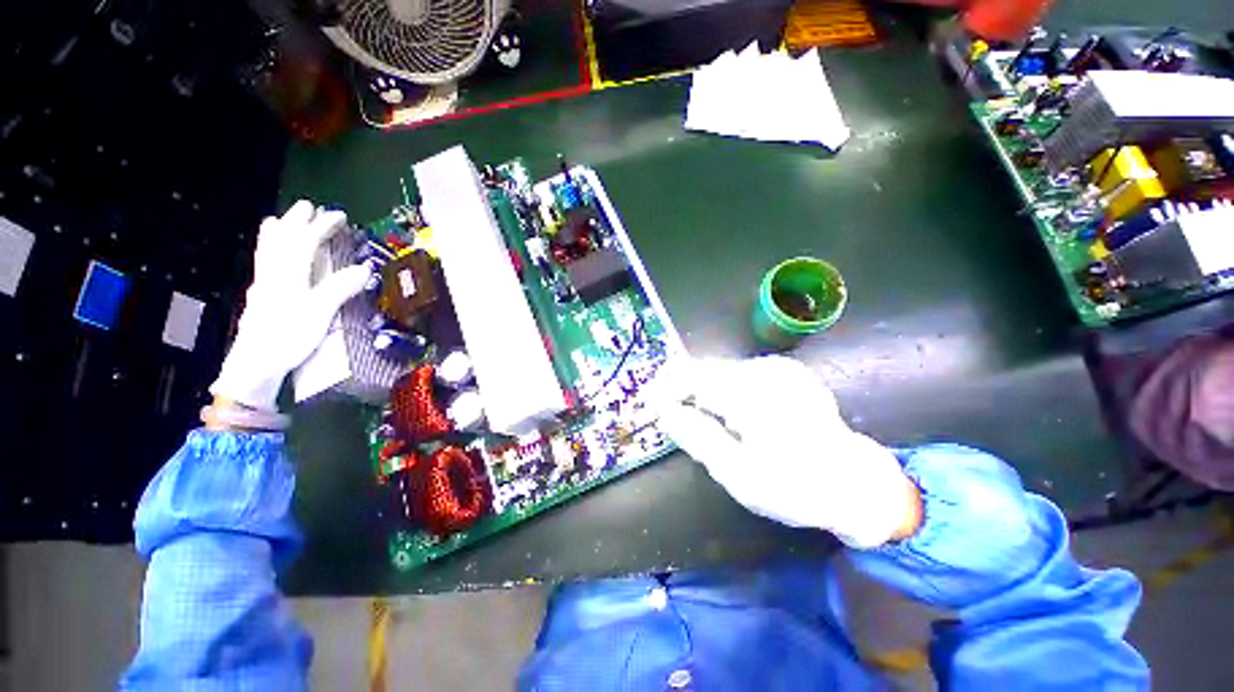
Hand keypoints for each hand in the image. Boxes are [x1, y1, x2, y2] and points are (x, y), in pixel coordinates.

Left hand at [210, 201, 373, 410]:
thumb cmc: (290, 333)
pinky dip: (273, 241)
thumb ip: (341, 286)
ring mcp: (264, 267)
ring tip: (299, 232)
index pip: (314, 228)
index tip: (342, 218)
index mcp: (295, 258)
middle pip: (291, 220)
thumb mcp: (321, 312)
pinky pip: (264, 248)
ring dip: (287, 225)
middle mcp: (278, 255)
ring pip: (273, 230)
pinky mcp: (257, 282)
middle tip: (321, 223)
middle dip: (307, 216)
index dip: (329, 220)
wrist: (257, 358)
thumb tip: (364, 269)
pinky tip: (279, 255)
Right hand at [648, 356, 921, 547]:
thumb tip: (664, 411)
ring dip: (711, 396)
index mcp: (751, 391)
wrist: (853, 484)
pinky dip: (735, 396)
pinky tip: (739, 422)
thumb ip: (698, 437)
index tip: (648, 410)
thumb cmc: (794, 485)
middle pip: (711, 372)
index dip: (665, 389)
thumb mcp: (738, 473)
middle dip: (688, 394)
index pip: (692, 375)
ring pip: (731, 375)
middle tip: (673, 425)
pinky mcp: (797, 379)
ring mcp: (786, 372)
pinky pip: (752, 379)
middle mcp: (768, 371)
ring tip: (704, 428)